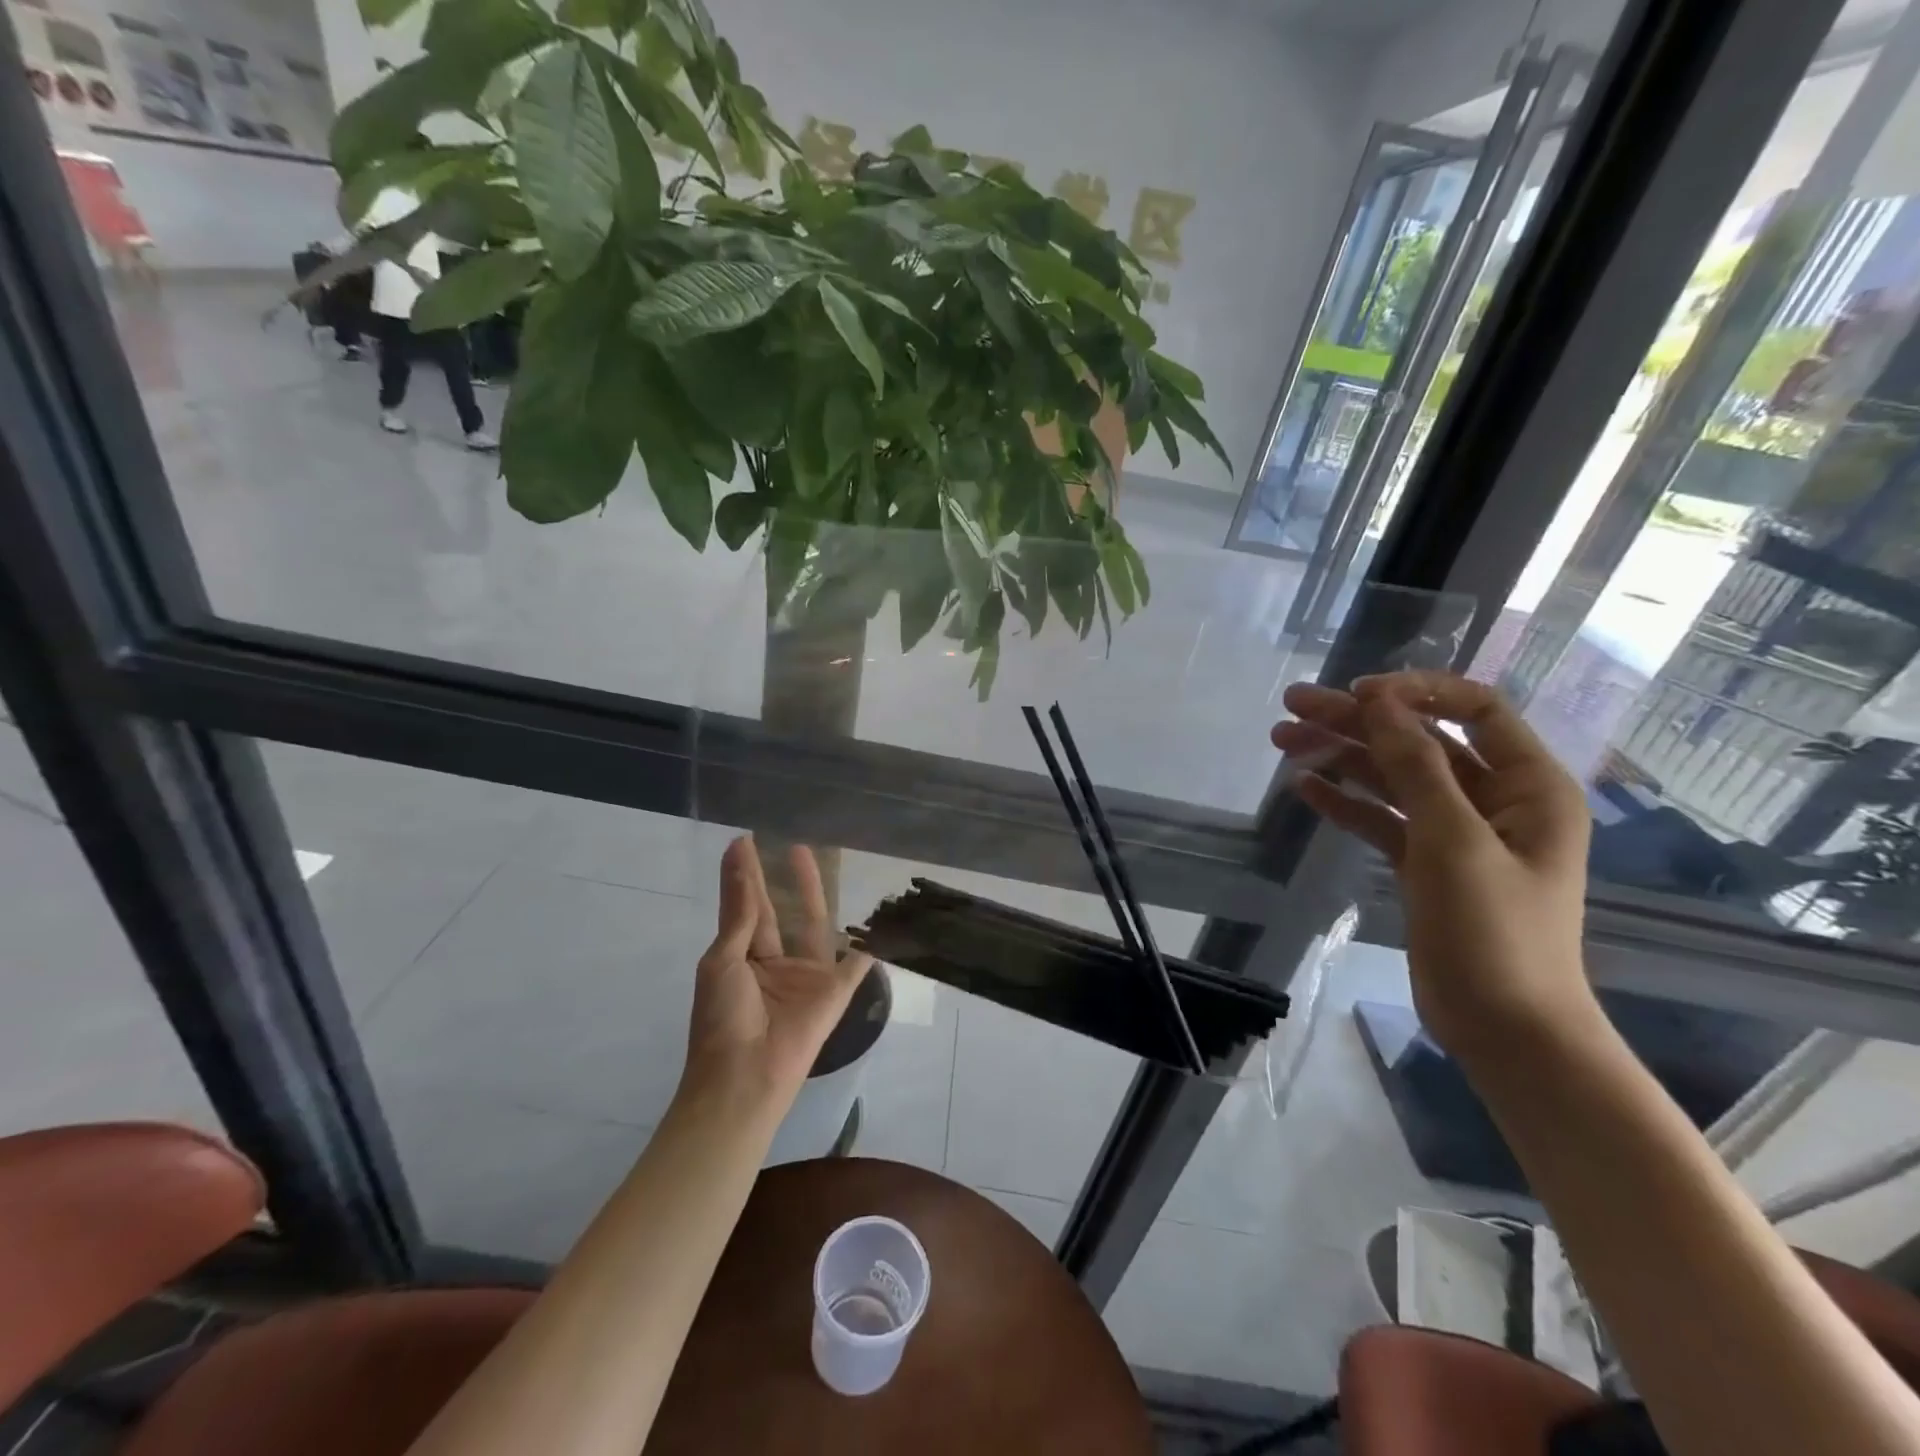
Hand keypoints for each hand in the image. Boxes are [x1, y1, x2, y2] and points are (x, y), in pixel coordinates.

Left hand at [682, 837, 873, 1111]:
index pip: (744, 906)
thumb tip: (740, 860)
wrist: (744, 1077)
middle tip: (787, 841)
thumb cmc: (722, 1019)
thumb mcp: (723, 960)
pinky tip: (879, 922)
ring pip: (813, 924)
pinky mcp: (834, 993)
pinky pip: (855, 965)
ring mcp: (805, 976)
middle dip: (780, 877)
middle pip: (779, 910)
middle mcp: (774, 961)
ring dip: (813, 892)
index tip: (743, 841)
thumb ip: (740, 913)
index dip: (743, 875)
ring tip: (812, 855)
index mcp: (741, 956)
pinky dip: (868, 947)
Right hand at [1271, 670, 1596, 1060]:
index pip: (1475, 709)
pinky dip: (1345, 801)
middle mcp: (1494, 799)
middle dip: (1358, 721)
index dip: (1415, 693)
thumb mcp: (1454, 841)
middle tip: (1293, 706)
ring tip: (1282, 739)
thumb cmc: (1494, 932)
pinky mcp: (1425, 863)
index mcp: (1528, 785)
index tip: (1357, 694)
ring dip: (1341, 756)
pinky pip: (1381, 818)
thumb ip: (1417, 766)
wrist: (1505, 1029)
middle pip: (1419, 741)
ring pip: (1392, 777)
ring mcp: (1457, 832)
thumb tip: (1381, 702)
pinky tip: (1304, 788)